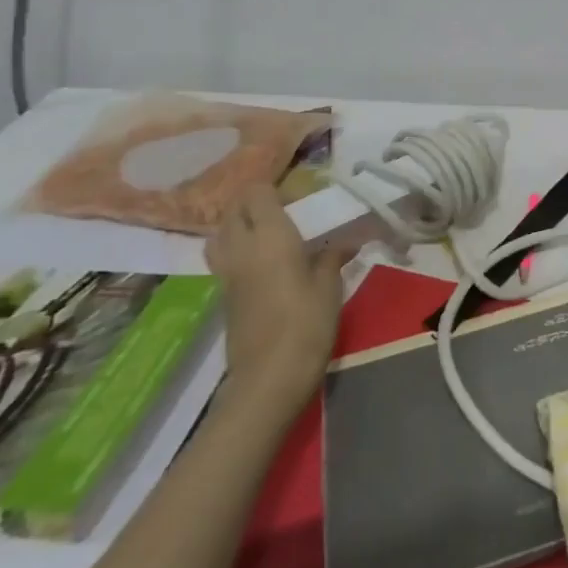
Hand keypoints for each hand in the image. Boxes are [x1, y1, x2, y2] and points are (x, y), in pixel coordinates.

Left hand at [204, 184, 347, 410]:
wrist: (268, 379)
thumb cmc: (306, 325)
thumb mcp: (330, 286)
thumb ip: (333, 256)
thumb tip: (347, 239)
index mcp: (270, 236)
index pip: (256, 193)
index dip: (273, 188)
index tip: (298, 196)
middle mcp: (242, 248)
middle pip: (233, 210)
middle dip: (253, 203)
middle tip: (285, 211)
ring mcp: (227, 273)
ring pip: (220, 234)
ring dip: (238, 225)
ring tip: (267, 233)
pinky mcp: (223, 296)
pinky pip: (223, 258)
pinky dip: (236, 249)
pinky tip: (262, 262)